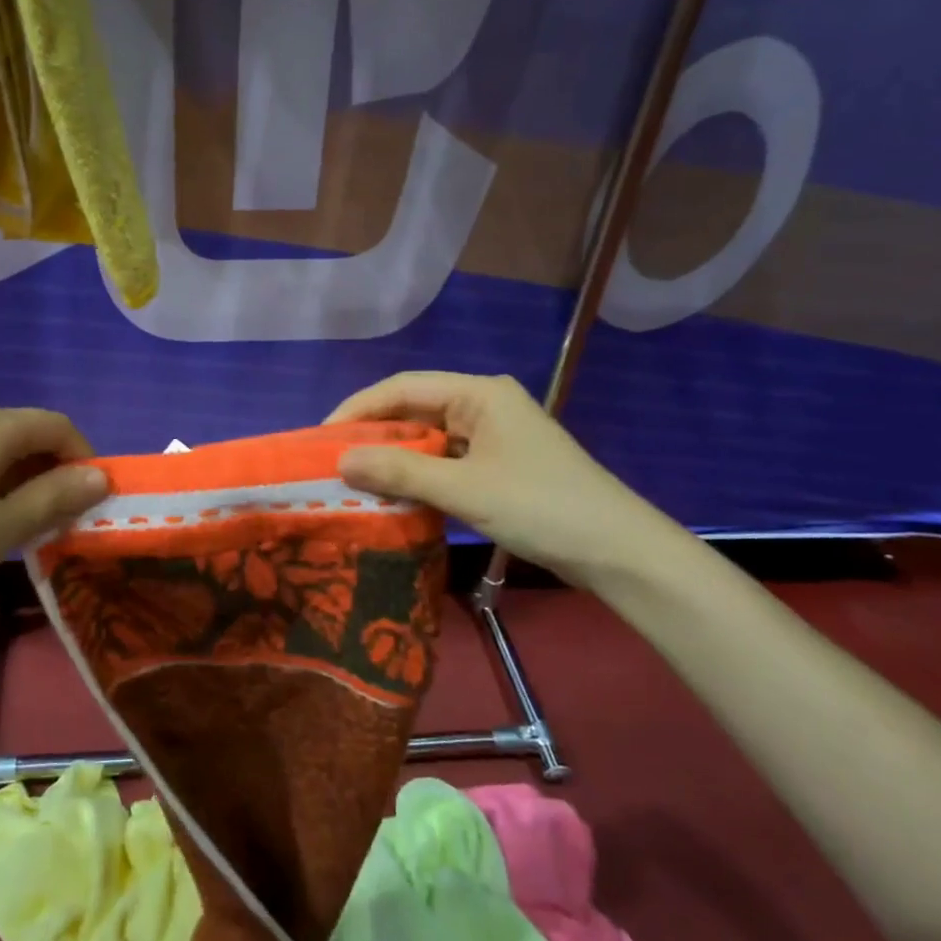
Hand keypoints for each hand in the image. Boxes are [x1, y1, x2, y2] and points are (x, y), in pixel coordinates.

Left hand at [0, 405, 107, 647]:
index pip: (58, 426)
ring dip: (23, 484)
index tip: (91, 505)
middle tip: (58, 526)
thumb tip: (101, 476)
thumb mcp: (0, 530)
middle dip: (53, 475)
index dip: (84, 460)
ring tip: (20, 534)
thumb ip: (55, 498)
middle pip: (28, 435)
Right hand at [327, 371, 669, 586]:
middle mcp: (485, 405)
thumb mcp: (464, 489)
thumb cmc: (541, 507)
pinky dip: (419, 476)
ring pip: (429, 438)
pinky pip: (447, 461)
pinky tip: (395, 495)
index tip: (321, 438)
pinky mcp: (501, 465)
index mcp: (479, 393)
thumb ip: (400, 472)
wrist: (619, 552)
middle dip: (373, 435)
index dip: (358, 409)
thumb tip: (340, 461)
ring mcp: (495, 436)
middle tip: (331, 462)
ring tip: (354, 480)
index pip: (402, 388)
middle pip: (415, 411)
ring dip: (394, 458)